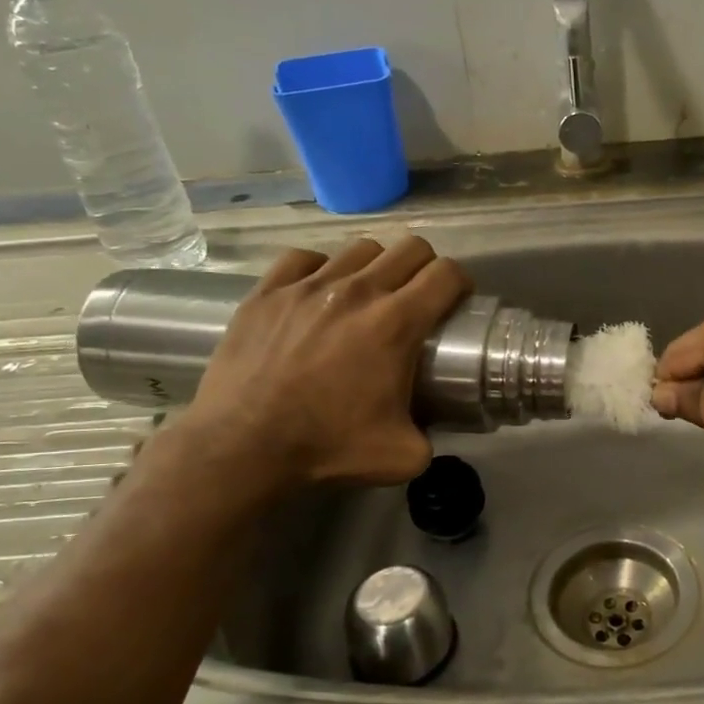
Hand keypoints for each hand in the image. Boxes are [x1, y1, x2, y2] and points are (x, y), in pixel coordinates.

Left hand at [177, 236, 469, 502]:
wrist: (243, 447)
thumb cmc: (327, 447)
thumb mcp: (403, 456)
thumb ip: (431, 437)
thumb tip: (431, 430)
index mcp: (396, 323)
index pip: (445, 274)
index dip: (460, 283)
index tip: (456, 301)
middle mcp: (358, 291)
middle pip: (410, 247)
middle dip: (425, 267)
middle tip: (419, 296)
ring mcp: (308, 286)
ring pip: (361, 249)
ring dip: (376, 267)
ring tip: (368, 295)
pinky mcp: (268, 291)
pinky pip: (304, 258)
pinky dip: (320, 269)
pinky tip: (318, 292)